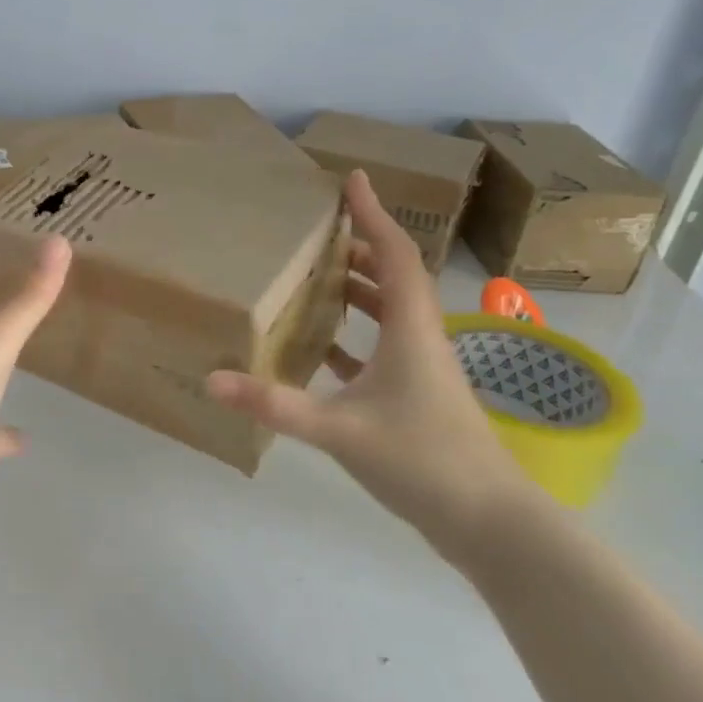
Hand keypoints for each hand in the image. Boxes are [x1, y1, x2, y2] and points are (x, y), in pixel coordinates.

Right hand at [206, 170, 533, 564]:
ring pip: (390, 312)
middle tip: (320, 230)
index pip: (394, 254)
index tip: (353, 178)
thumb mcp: (340, 430)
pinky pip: (382, 350)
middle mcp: (419, 338)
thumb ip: (275, 404)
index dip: (373, 214)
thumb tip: (212, 379)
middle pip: (394, 276)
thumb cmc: (423, 459)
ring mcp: (421, 370)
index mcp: (410, 328)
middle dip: (360, 246)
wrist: (489, 522)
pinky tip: (324, 350)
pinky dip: (355, 339)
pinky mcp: (416, 398)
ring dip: (359, 290)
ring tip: (317, 277)